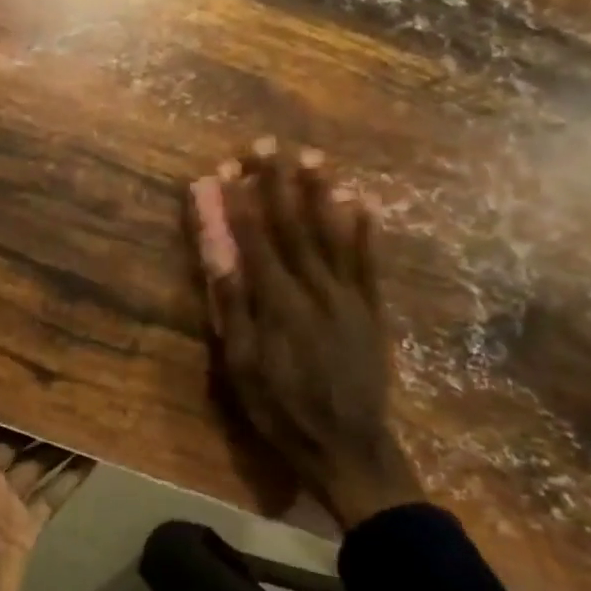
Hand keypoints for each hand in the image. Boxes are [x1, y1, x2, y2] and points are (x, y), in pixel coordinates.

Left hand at [0, 385, 93, 590]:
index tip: (25, 370)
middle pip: (12, 440)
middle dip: (35, 419)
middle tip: (67, 386)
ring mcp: (5, 503)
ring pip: (35, 464)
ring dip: (57, 444)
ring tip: (87, 413)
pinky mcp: (27, 526)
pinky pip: (51, 494)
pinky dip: (69, 477)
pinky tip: (94, 455)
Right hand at [187, 137, 423, 529]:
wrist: (348, 445)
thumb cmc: (281, 408)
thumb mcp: (242, 362)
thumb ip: (233, 303)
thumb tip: (218, 252)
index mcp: (276, 301)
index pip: (252, 237)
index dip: (236, 200)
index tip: (224, 168)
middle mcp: (314, 287)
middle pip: (291, 224)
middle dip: (275, 182)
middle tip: (266, 144)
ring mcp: (348, 295)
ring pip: (332, 233)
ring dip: (320, 192)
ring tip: (312, 156)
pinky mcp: (372, 308)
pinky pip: (368, 261)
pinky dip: (364, 229)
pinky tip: (361, 201)